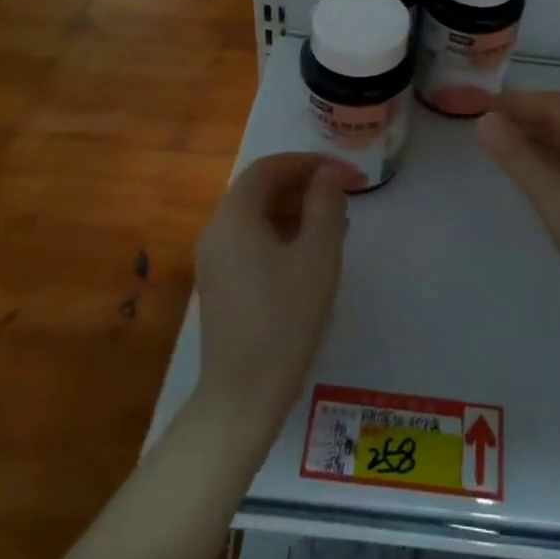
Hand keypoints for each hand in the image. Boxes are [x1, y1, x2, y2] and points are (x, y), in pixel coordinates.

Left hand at [195, 154, 356, 418]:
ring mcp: (215, 260)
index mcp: (234, 216)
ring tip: (336, 226)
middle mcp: (217, 231)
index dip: (309, 163)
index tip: (345, 173)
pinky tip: (312, 255)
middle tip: (345, 198)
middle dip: (305, 186)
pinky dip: (283, 235)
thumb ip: (325, 204)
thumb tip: (327, 174)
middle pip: (261, 190)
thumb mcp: (317, 254)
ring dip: (297, 211)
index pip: (269, 168)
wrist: (244, 395)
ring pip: (258, 216)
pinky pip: (253, 242)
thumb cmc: (285, 317)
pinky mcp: (221, 285)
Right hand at [478, 91, 559, 325]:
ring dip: (533, 138)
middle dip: (523, 117)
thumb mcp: (550, 193)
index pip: (552, 102)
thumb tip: (484, 120)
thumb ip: (516, 156)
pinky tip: (525, 172)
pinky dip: (545, 158)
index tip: (483, 106)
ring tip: (497, 146)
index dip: (517, 101)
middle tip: (485, 126)